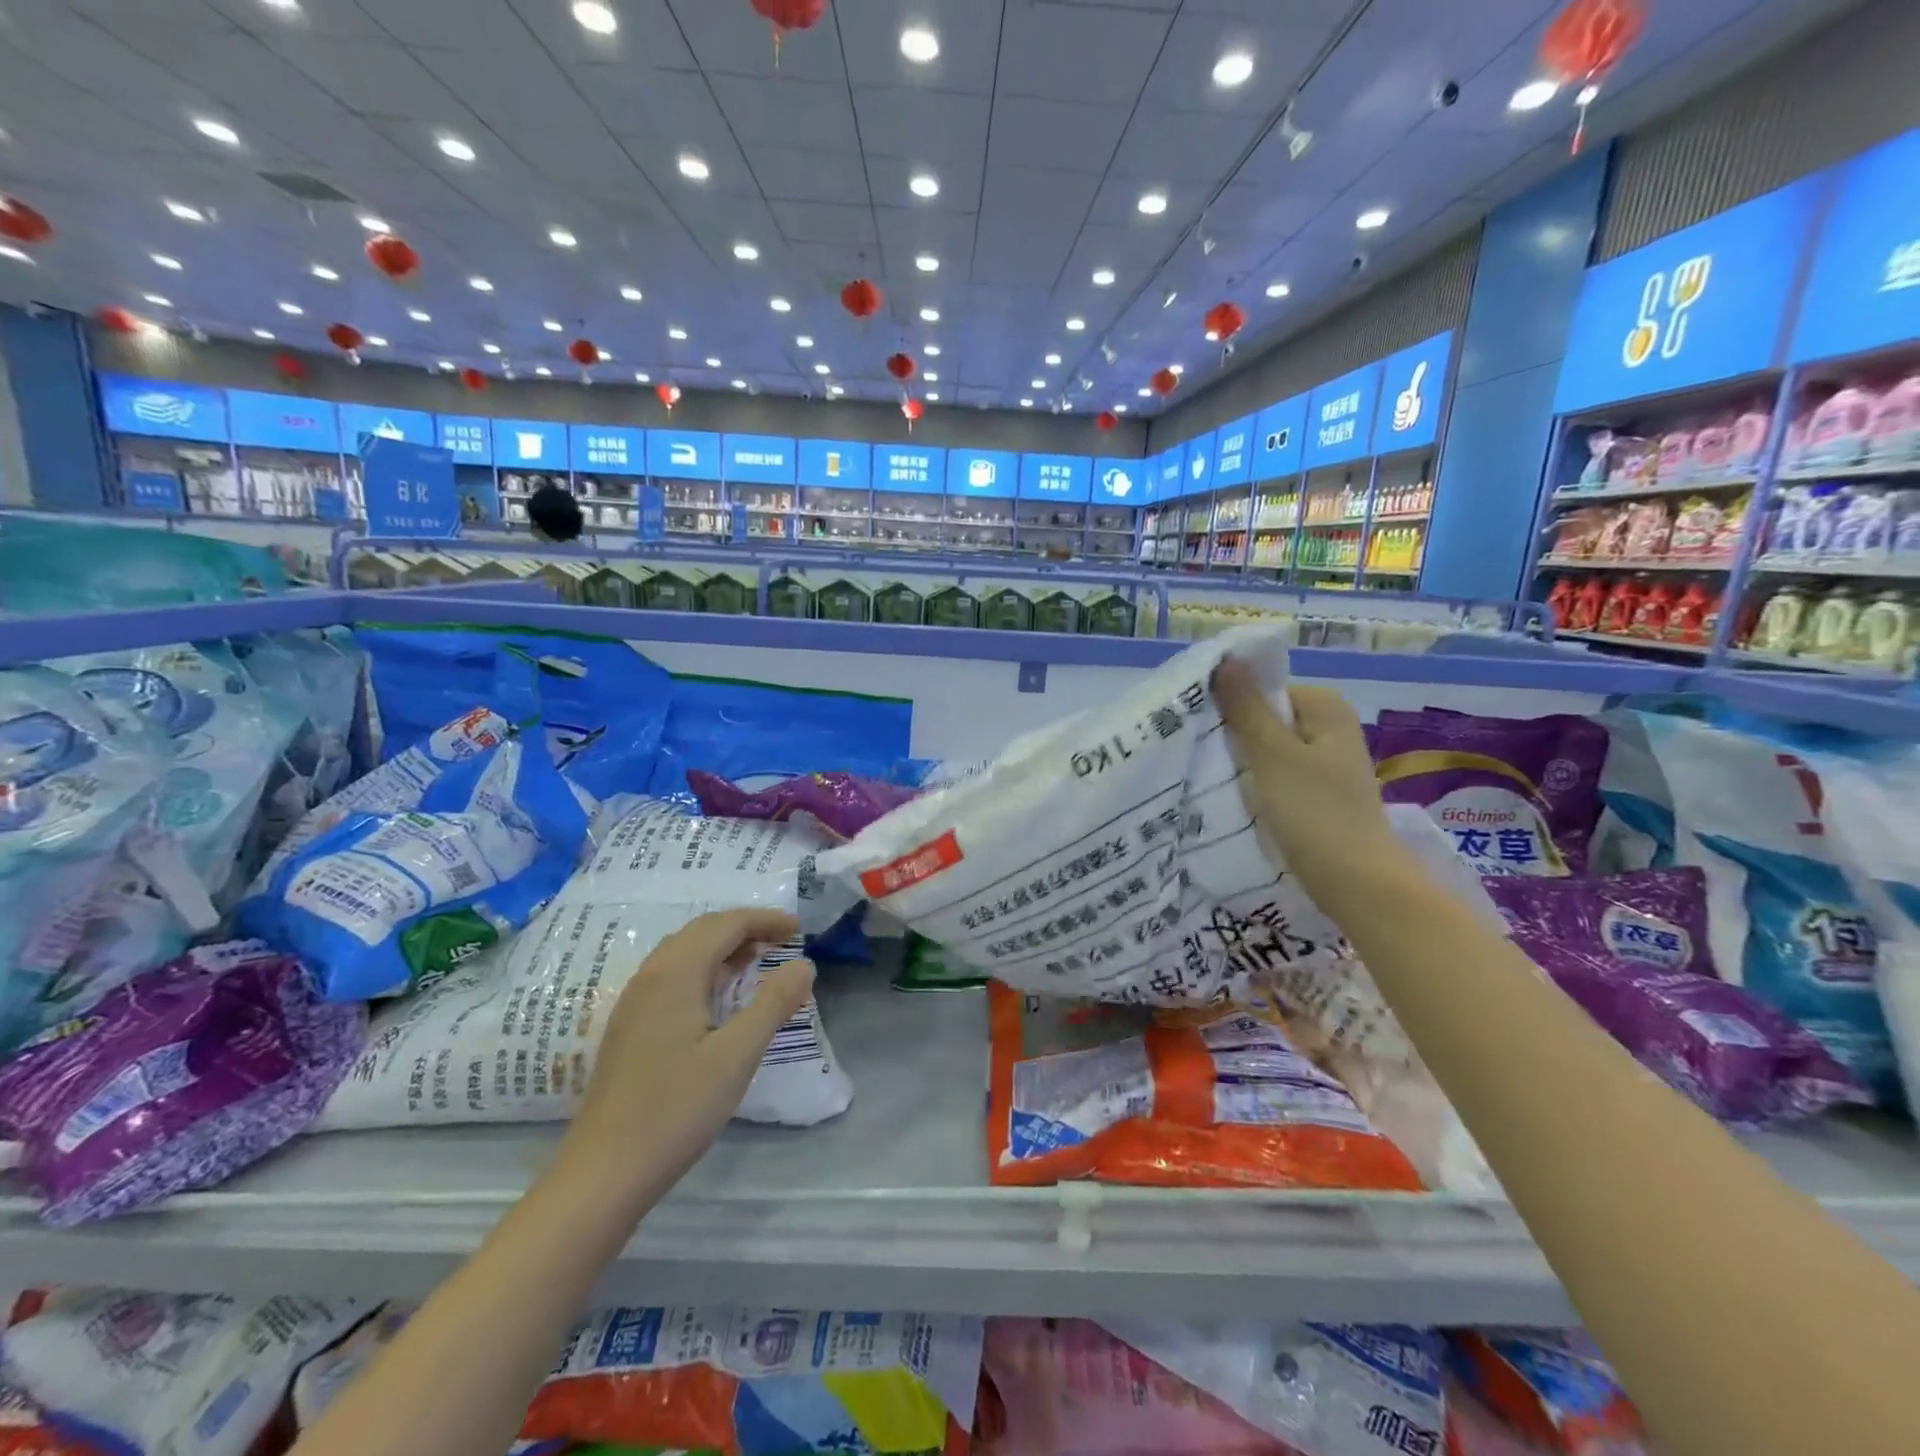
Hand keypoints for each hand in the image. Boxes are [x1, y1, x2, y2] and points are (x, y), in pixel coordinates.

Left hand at [563, 908, 814, 1202]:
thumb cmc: (676, 1109)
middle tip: (783, 940)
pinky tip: (718, 995)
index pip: (725, 925)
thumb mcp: (737, 1055)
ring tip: (757, 960)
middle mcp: (651, 976)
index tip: (798, 929)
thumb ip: (773, 1003)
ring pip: (684, 951)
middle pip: (702, 930)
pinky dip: (704, 967)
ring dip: (723, 945)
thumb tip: (804, 964)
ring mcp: (635, 1001)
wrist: (604, 1172)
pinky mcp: (630, 1026)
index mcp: (675, 973)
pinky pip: (672, 974)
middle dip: (745, 927)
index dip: (764, 920)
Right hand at [1211, 659, 1409, 913]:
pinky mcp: (1319, 794)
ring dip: (1242, 764)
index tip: (1199, 731)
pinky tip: (1237, 800)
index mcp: (1325, 707)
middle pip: (1265, 719)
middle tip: (1200, 756)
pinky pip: (1277, 776)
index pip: (1262, 690)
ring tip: (1211, 780)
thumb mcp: (1272, 754)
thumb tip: (1226, 659)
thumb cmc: (1314, 812)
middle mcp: (1331, 727)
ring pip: (1268, 750)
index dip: (1229, 707)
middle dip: (1234, 736)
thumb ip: (1246, 707)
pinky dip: (1257, 785)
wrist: (1357, 883)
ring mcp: (1327, 763)